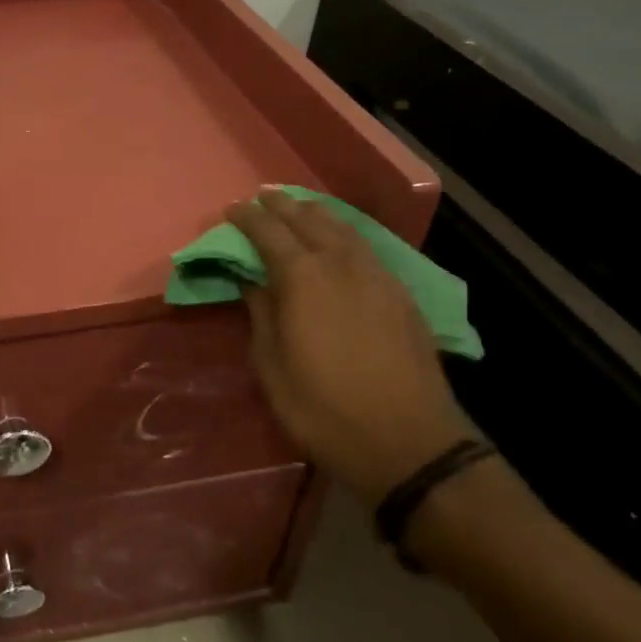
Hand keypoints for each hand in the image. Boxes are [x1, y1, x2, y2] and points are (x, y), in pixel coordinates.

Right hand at [227, 191, 465, 503]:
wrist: (409, 444)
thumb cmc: (324, 410)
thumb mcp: (272, 367)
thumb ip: (261, 315)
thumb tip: (251, 282)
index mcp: (303, 280)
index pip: (269, 233)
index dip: (247, 218)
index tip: (231, 209)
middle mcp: (342, 266)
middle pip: (309, 221)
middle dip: (282, 206)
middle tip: (262, 197)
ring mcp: (378, 278)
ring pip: (344, 229)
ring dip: (317, 214)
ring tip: (299, 207)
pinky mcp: (402, 295)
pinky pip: (367, 248)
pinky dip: (345, 233)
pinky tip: (341, 240)